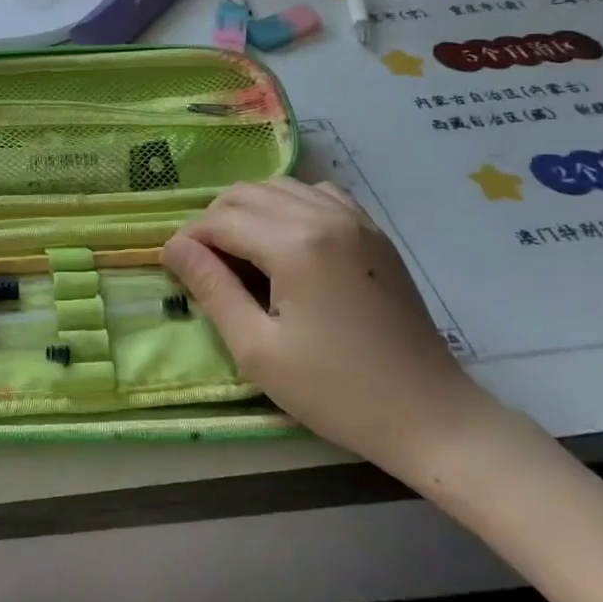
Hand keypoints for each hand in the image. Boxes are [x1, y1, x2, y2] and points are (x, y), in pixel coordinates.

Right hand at [162, 178, 495, 471]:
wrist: (429, 414)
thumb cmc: (335, 390)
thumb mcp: (256, 348)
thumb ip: (211, 288)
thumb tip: (173, 247)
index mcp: (295, 244)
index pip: (220, 220)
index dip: (188, 240)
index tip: (174, 269)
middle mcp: (324, 215)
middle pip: (246, 193)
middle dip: (213, 221)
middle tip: (205, 266)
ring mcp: (356, 219)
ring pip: (280, 187)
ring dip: (249, 211)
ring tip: (240, 255)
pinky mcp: (374, 232)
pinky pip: (317, 195)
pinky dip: (288, 206)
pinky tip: (285, 242)